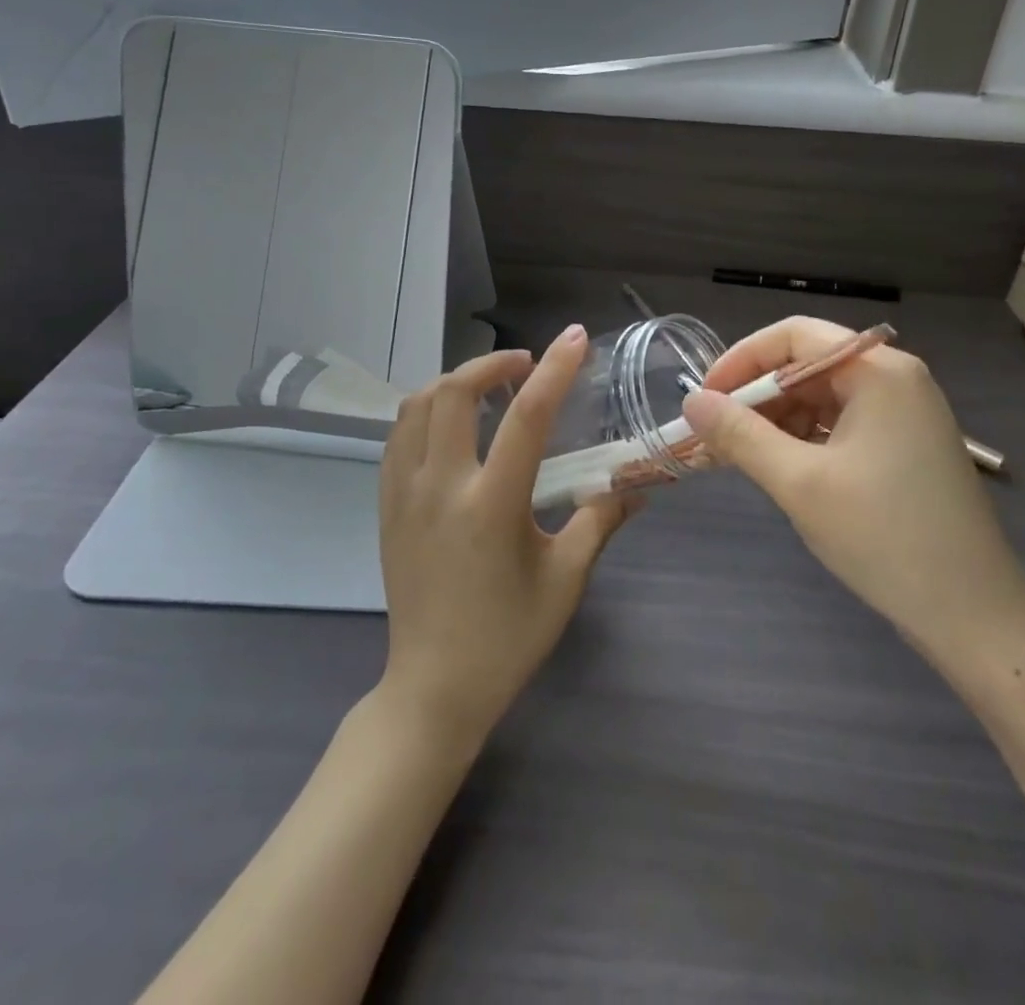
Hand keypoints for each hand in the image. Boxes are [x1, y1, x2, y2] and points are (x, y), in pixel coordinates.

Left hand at [378, 324, 632, 741]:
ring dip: (455, 382)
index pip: (527, 418)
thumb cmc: (507, 637)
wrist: (434, 688)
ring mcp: (404, 494)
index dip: (555, 370)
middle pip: (454, 392)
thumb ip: (600, 522)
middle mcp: (441, 487)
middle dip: (491, 362)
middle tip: (524, 365)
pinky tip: (452, 424)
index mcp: (491, 505)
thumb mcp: (566, 580)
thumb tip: (637, 488)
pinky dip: (426, 411)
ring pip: (417, 406)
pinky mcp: (386, 506)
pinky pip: (398, 436)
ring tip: (488, 388)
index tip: (575, 338)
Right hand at [681, 317, 1024, 673]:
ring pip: (823, 397)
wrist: (974, 617)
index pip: (794, 336)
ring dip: (778, 420)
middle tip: (716, 435)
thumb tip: (691, 401)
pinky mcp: (907, 446)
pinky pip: (843, 424)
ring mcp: (906, 414)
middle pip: (809, 364)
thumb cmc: (885, 538)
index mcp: (879, 372)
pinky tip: (782, 468)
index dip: (741, 360)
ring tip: (742, 457)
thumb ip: (740, 435)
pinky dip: (805, 440)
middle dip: (757, 396)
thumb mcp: (800, 483)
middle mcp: (896, 380)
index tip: (704, 398)